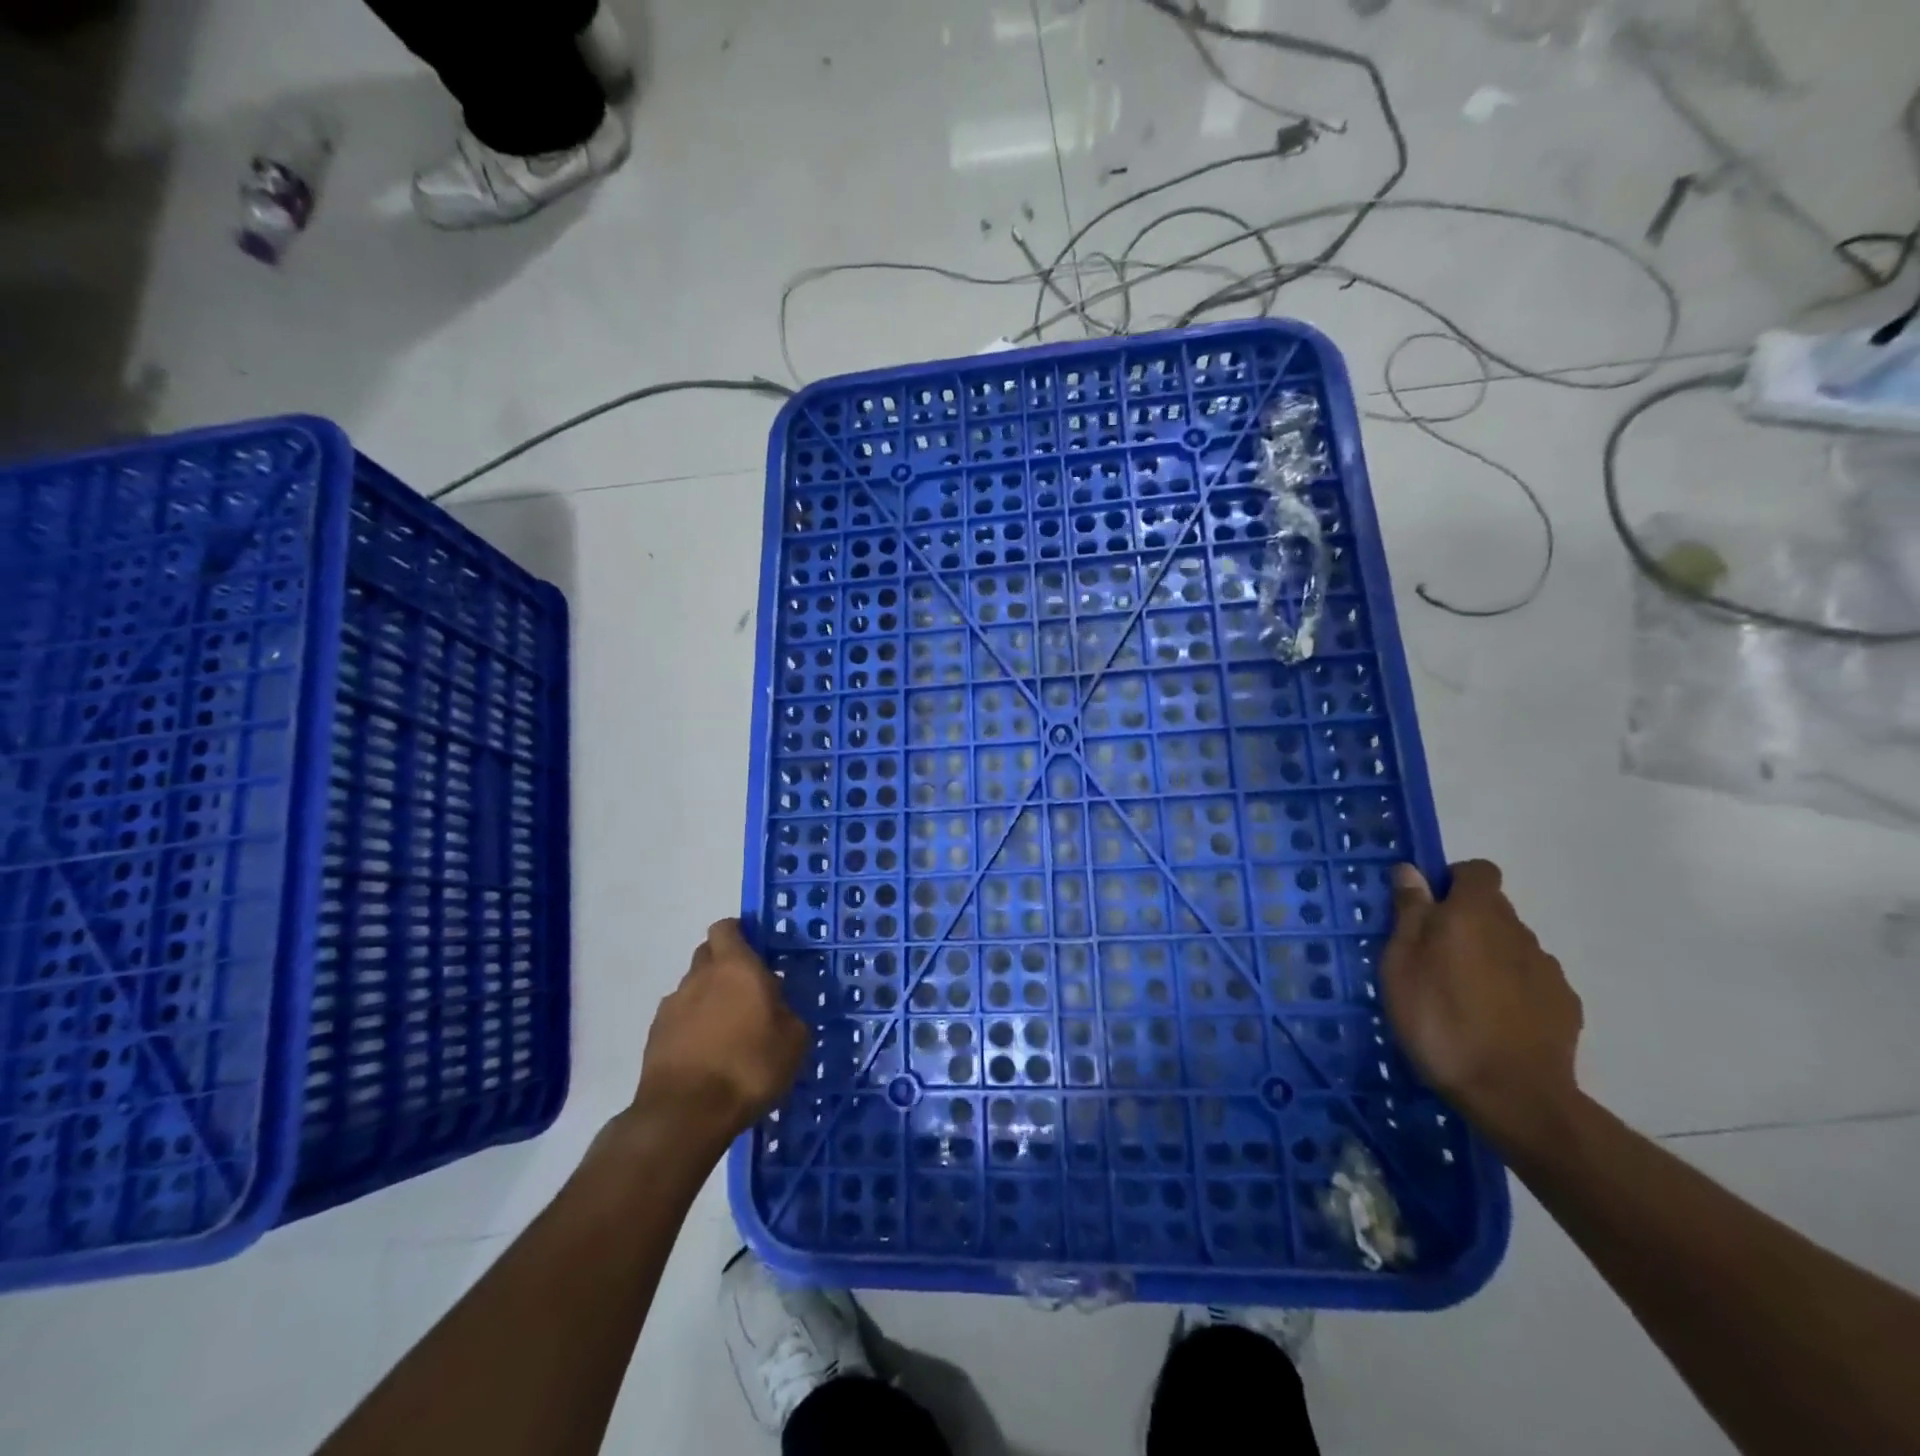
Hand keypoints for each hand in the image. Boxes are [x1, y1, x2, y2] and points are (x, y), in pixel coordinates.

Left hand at [632, 920, 807, 1152]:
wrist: (685, 1114)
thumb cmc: (748, 1067)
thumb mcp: (793, 1041)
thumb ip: (787, 1014)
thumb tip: (778, 1009)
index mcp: (736, 967)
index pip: (727, 928)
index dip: (740, 934)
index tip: (756, 951)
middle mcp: (700, 976)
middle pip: (707, 954)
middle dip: (724, 965)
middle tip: (747, 991)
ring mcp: (672, 1006)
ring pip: (692, 988)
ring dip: (707, 999)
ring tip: (727, 1031)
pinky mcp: (654, 1036)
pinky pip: (678, 1019)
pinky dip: (691, 1027)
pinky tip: (706, 1054)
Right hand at [1380, 860, 1583, 1152]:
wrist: (1513, 1094)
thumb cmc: (1439, 1020)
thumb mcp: (1401, 964)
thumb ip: (1410, 913)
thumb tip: (1411, 871)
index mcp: (1474, 914)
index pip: (1477, 871)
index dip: (1453, 881)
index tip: (1428, 907)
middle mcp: (1516, 930)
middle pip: (1493, 908)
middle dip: (1465, 921)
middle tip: (1433, 956)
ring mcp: (1546, 969)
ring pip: (1510, 944)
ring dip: (1487, 954)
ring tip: (1461, 994)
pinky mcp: (1564, 1004)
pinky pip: (1530, 979)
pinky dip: (1511, 987)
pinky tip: (1492, 1019)